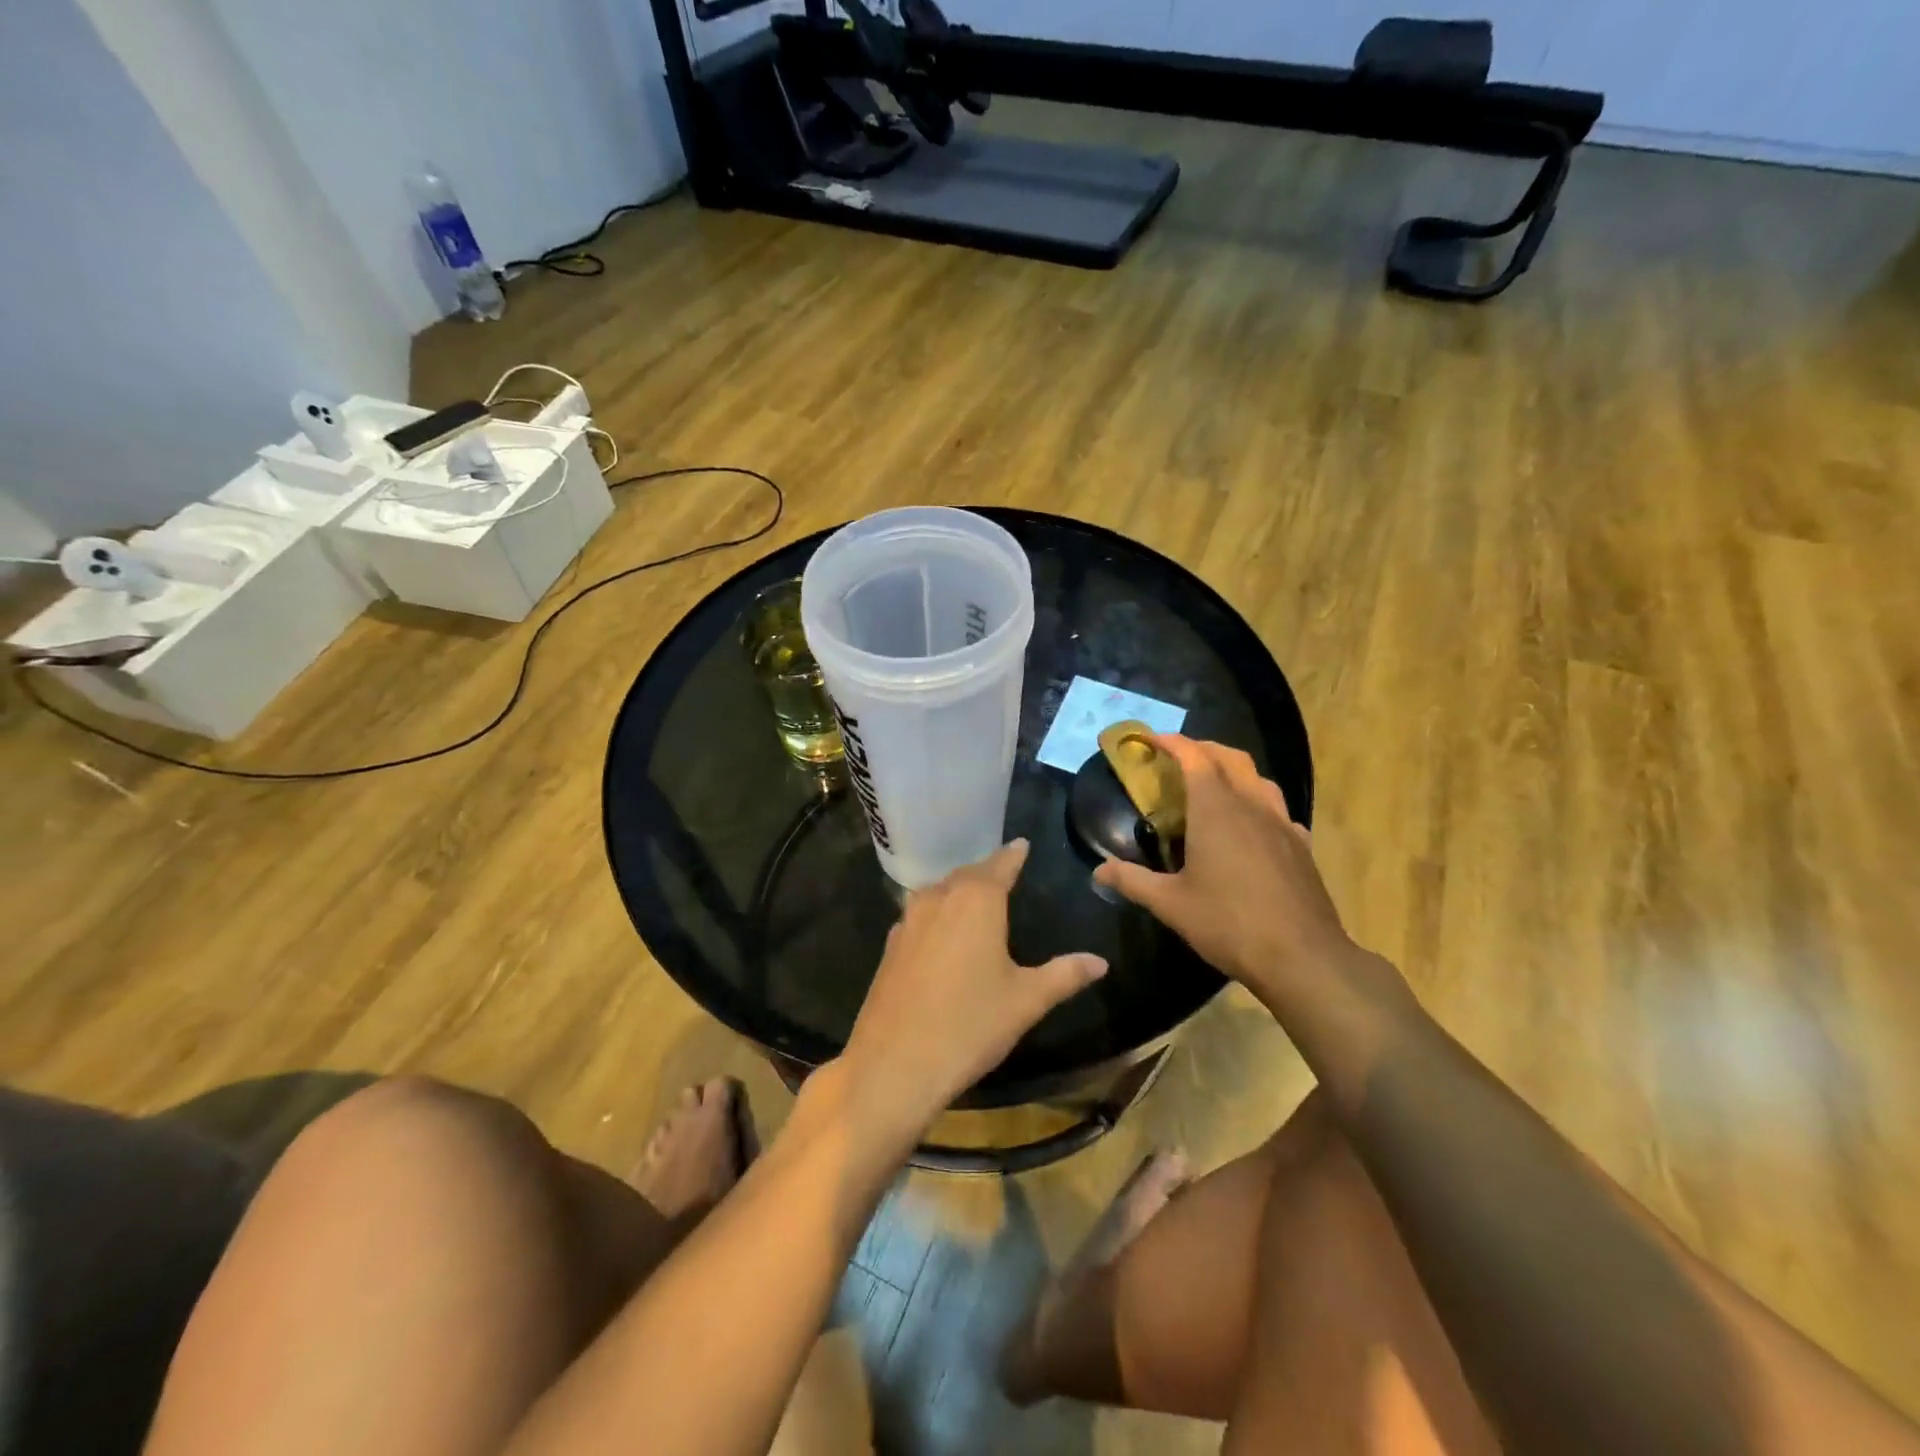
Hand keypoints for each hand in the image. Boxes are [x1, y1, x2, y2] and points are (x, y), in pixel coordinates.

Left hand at [839, 840, 1106, 1148]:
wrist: (895, 1063)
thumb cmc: (970, 1024)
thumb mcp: (1026, 1001)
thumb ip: (1064, 975)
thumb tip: (1100, 962)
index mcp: (976, 900)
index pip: (1000, 865)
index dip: (1013, 855)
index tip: (1022, 844)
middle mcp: (939, 898)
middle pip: (966, 874)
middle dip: (986, 871)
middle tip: (1004, 871)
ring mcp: (909, 920)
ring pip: (938, 891)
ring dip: (958, 889)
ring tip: (975, 897)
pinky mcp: (891, 945)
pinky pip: (920, 914)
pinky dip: (937, 912)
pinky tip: (943, 931)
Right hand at [1093, 736, 1398, 1021]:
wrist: (1302, 957)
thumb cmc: (1229, 923)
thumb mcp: (1170, 904)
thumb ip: (1132, 881)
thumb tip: (1098, 871)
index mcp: (1217, 810)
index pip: (1195, 758)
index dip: (1173, 743)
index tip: (1152, 740)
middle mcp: (1252, 806)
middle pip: (1231, 758)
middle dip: (1203, 748)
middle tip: (1179, 756)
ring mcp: (1282, 824)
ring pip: (1258, 779)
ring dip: (1233, 770)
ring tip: (1213, 783)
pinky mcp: (1300, 846)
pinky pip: (1276, 808)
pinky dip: (1256, 800)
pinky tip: (1249, 824)